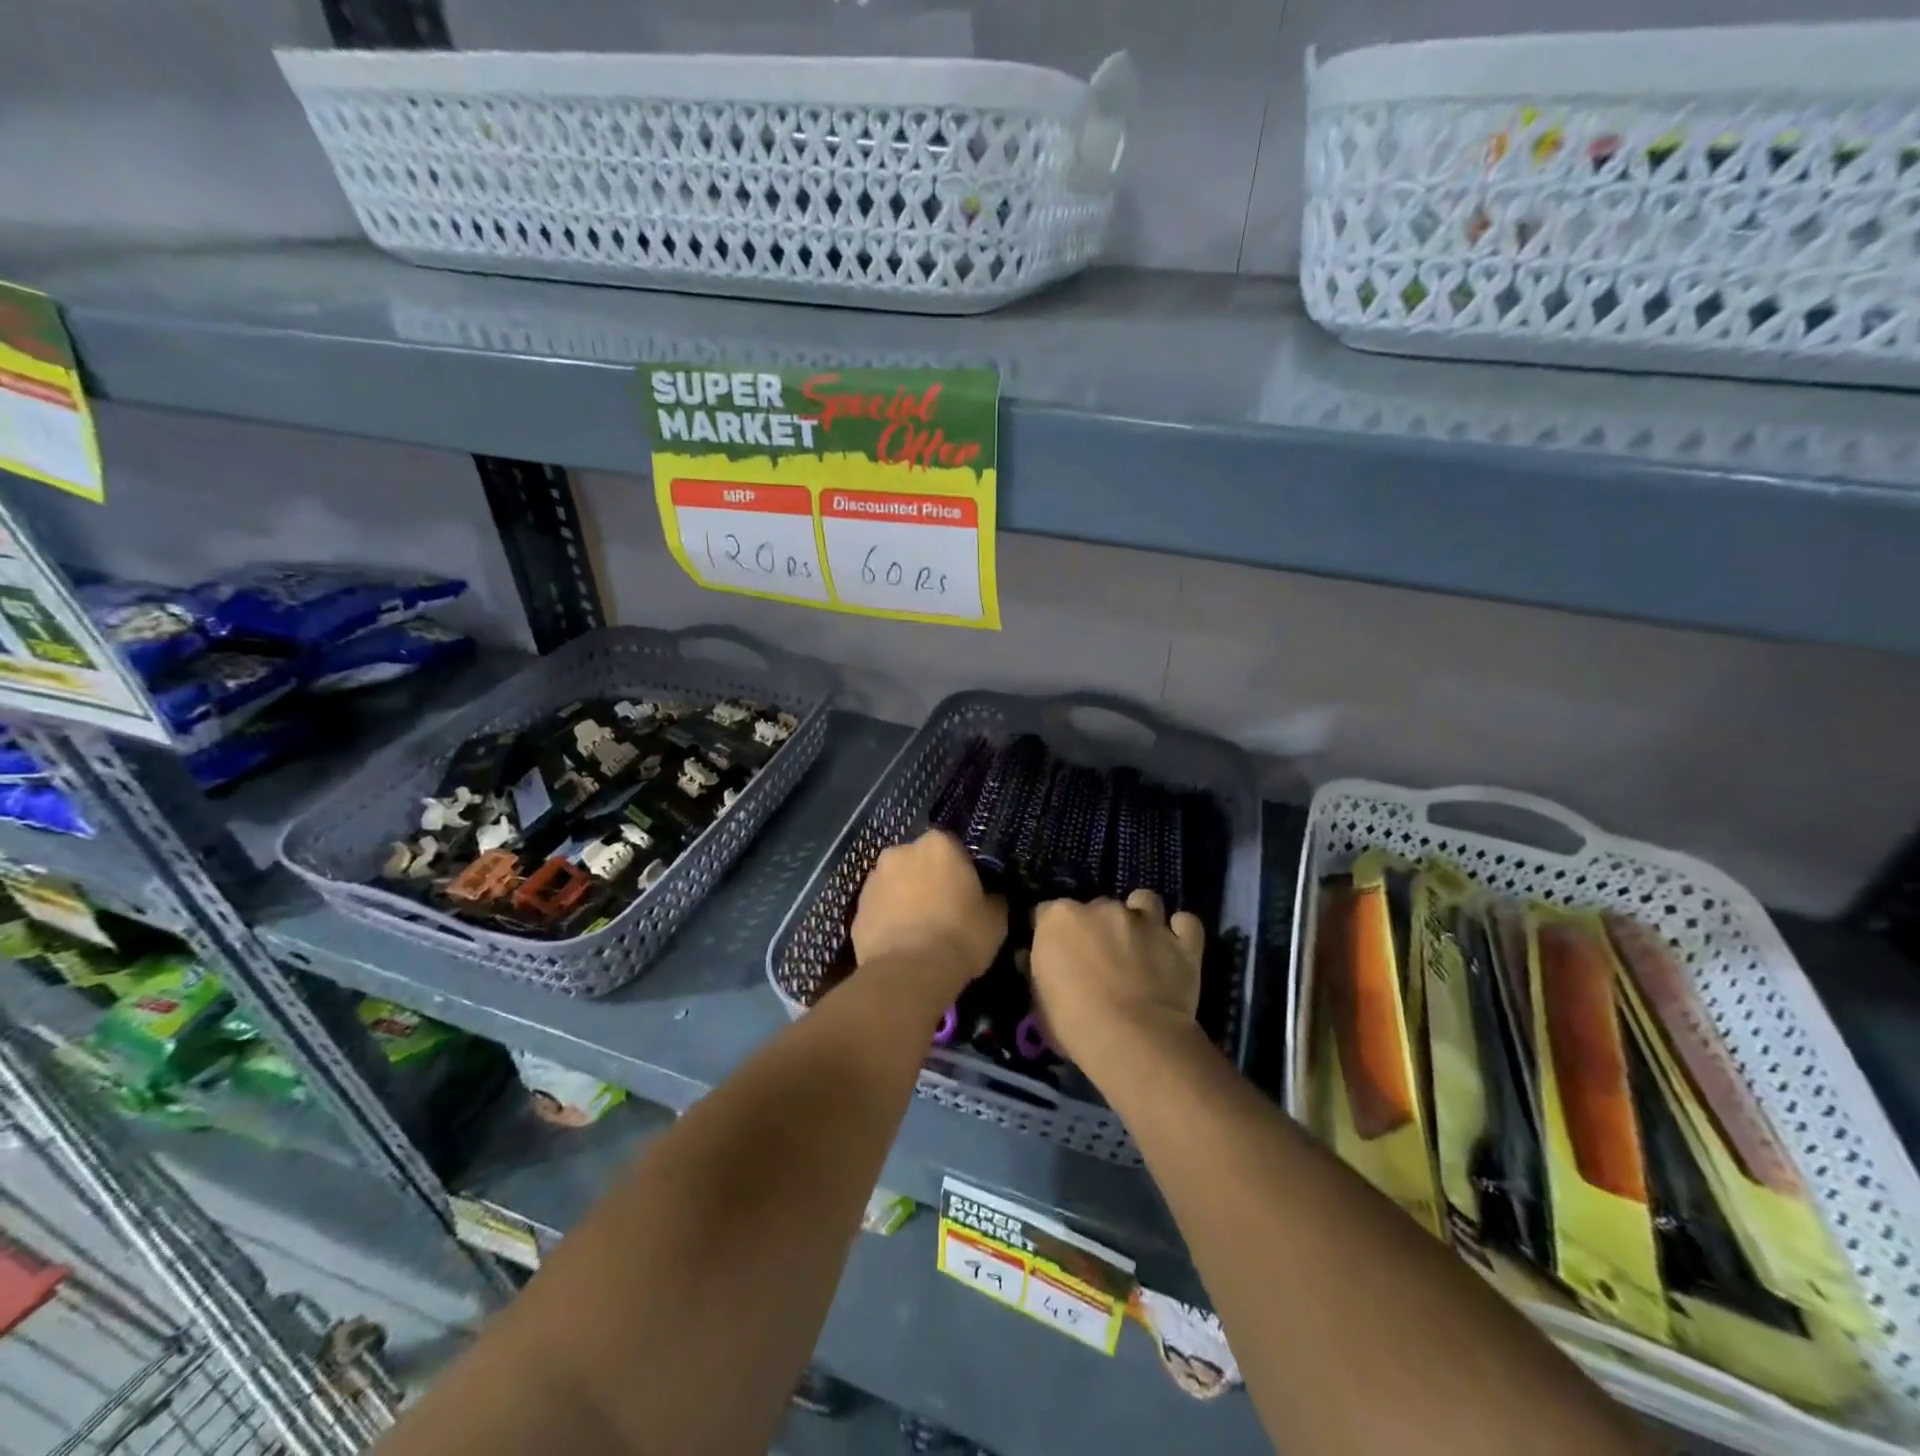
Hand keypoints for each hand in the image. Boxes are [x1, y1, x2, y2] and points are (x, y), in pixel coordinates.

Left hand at [851, 830, 1005, 999]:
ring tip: (919, 931)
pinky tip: (901, 945)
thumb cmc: (960, 936)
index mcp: (938, 844)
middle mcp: (900, 852)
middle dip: (928, 879)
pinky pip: (879, 910)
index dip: (961, 870)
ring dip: (905, 898)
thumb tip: (990, 896)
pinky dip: (888, 920)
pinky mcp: (856, 909)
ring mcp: (874, 879)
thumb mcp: (996, 918)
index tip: (967, 893)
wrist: (909, 973)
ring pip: (896, 884)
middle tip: (943, 910)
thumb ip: (992, 897)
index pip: (953, 848)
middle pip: (919, 862)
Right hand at [1028, 890, 1205, 1068]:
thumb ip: (1037, 971)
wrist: (1133, 1039)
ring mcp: (1146, 921)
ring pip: (1144, 901)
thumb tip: (1033, 958)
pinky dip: (1181, 931)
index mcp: (1060, 918)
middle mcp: (1102, 907)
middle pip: (1097, 906)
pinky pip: (1186, 923)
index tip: (1057, 954)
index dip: (1053, 933)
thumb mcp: (1039, 1002)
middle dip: (1098, 926)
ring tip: (1140, 942)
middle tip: (1102, 958)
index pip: (1047, 912)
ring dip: (1141, 916)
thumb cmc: (1074, 1023)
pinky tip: (1175, 946)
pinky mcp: (1182, 941)